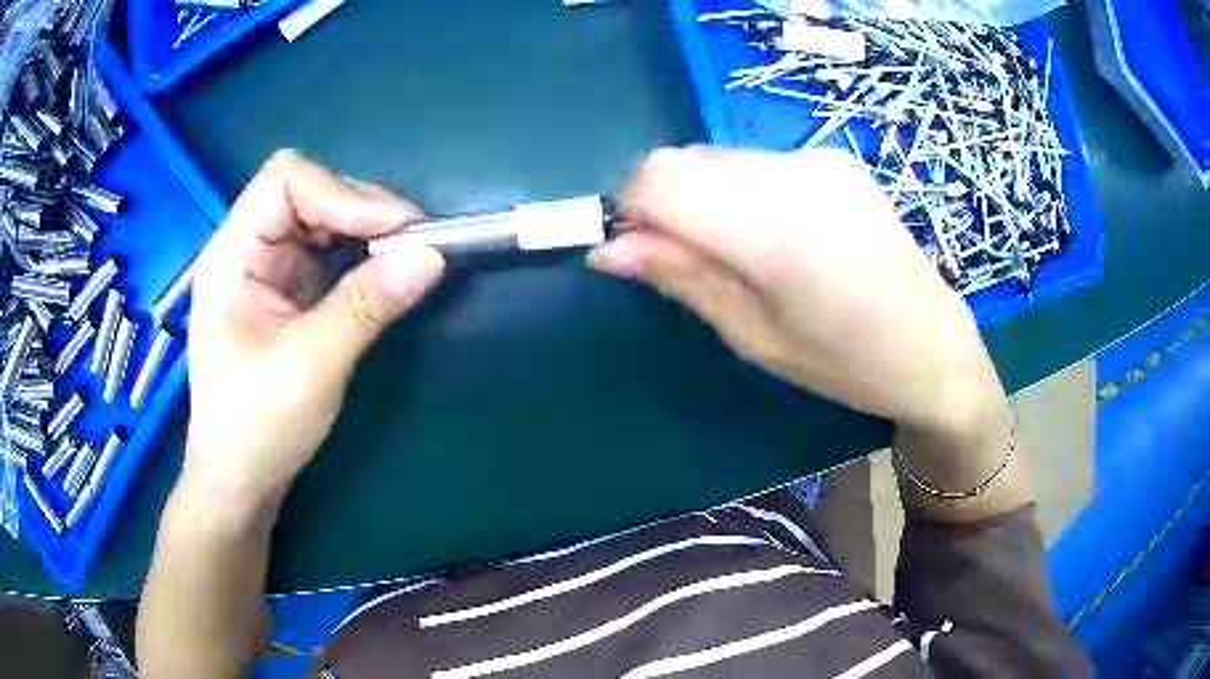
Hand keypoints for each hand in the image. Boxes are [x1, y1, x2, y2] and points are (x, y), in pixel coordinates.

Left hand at [184, 151, 444, 516]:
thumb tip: (430, 257)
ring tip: (403, 253)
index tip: (394, 229)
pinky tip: (379, 271)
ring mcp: (265, 268)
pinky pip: (325, 250)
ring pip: (319, 216)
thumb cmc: (258, 426)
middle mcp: (246, 249)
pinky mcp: (284, 290)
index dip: (340, 193)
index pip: (284, 181)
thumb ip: (366, 306)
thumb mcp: (312, 366)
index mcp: (232, 256)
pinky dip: (357, 253)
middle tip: (410, 240)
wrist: (240, 478)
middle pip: (305, 190)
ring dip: (363, 228)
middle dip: (358, 207)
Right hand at [590, 147, 1004, 432]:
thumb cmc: (845, 363)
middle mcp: (795, 175)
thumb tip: (608, 248)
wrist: (933, 346)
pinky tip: (781, 232)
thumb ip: (681, 278)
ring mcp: (820, 160)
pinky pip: (759, 160)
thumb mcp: (755, 337)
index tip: (638, 250)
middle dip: (664, 202)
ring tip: (744, 250)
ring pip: (719, 156)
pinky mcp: (835, 159)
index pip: (660, 179)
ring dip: (703, 194)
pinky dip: (742, 188)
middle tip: (689, 259)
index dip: (629, 208)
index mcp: (775, 232)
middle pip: (684, 159)